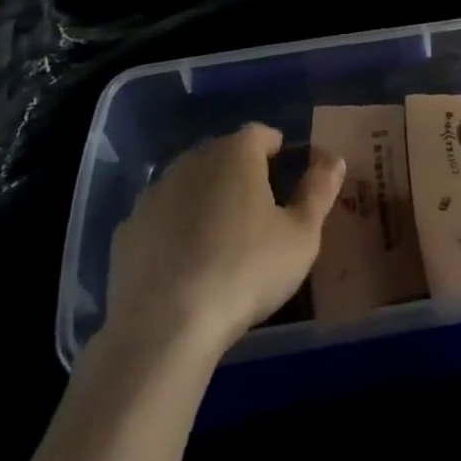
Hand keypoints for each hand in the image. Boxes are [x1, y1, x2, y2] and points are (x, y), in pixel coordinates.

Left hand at [105, 123, 344, 357]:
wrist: (164, 327)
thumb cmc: (245, 272)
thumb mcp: (300, 237)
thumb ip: (319, 192)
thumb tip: (334, 159)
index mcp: (236, 153)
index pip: (260, 133)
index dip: (275, 148)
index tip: (285, 169)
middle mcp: (192, 160)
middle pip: (222, 155)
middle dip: (239, 172)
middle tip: (257, 207)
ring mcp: (154, 192)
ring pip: (188, 184)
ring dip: (204, 199)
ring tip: (220, 237)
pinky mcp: (126, 229)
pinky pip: (160, 218)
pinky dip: (172, 230)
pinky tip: (183, 264)